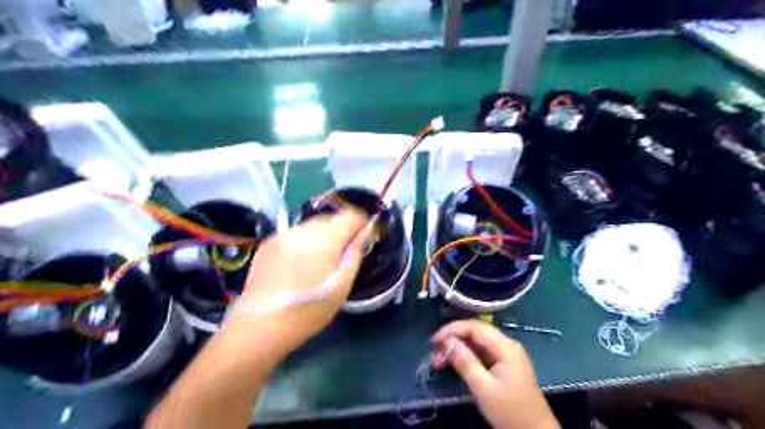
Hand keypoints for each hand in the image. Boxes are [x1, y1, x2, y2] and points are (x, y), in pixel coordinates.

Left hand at [225, 210, 372, 354]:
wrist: (261, 325)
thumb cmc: (310, 310)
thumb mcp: (342, 286)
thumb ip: (356, 252)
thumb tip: (367, 230)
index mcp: (326, 240)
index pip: (350, 216)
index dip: (361, 223)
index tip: (363, 237)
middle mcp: (304, 230)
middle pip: (331, 219)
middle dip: (341, 231)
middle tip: (342, 254)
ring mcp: (284, 234)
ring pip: (312, 225)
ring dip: (322, 236)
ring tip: (319, 260)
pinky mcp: (269, 242)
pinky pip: (295, 234)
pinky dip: (304, 242)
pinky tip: (299, 264)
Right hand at [433, 320, 559, 427]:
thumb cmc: (510, 411)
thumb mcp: (483, 388)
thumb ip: (465, 362)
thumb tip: (448, 341)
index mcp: (505, 347)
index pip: (475, 327)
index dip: (452, 330)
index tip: (433, 341)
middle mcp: (506, 345)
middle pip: (475, 332)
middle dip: (453, 339)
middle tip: (433, 351)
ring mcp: (506, 355)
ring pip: (477, 343)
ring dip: (457, 348)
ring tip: (438, 360)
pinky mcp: (504, 365)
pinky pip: (482, 353)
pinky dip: (466, 356)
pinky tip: (453, 363)